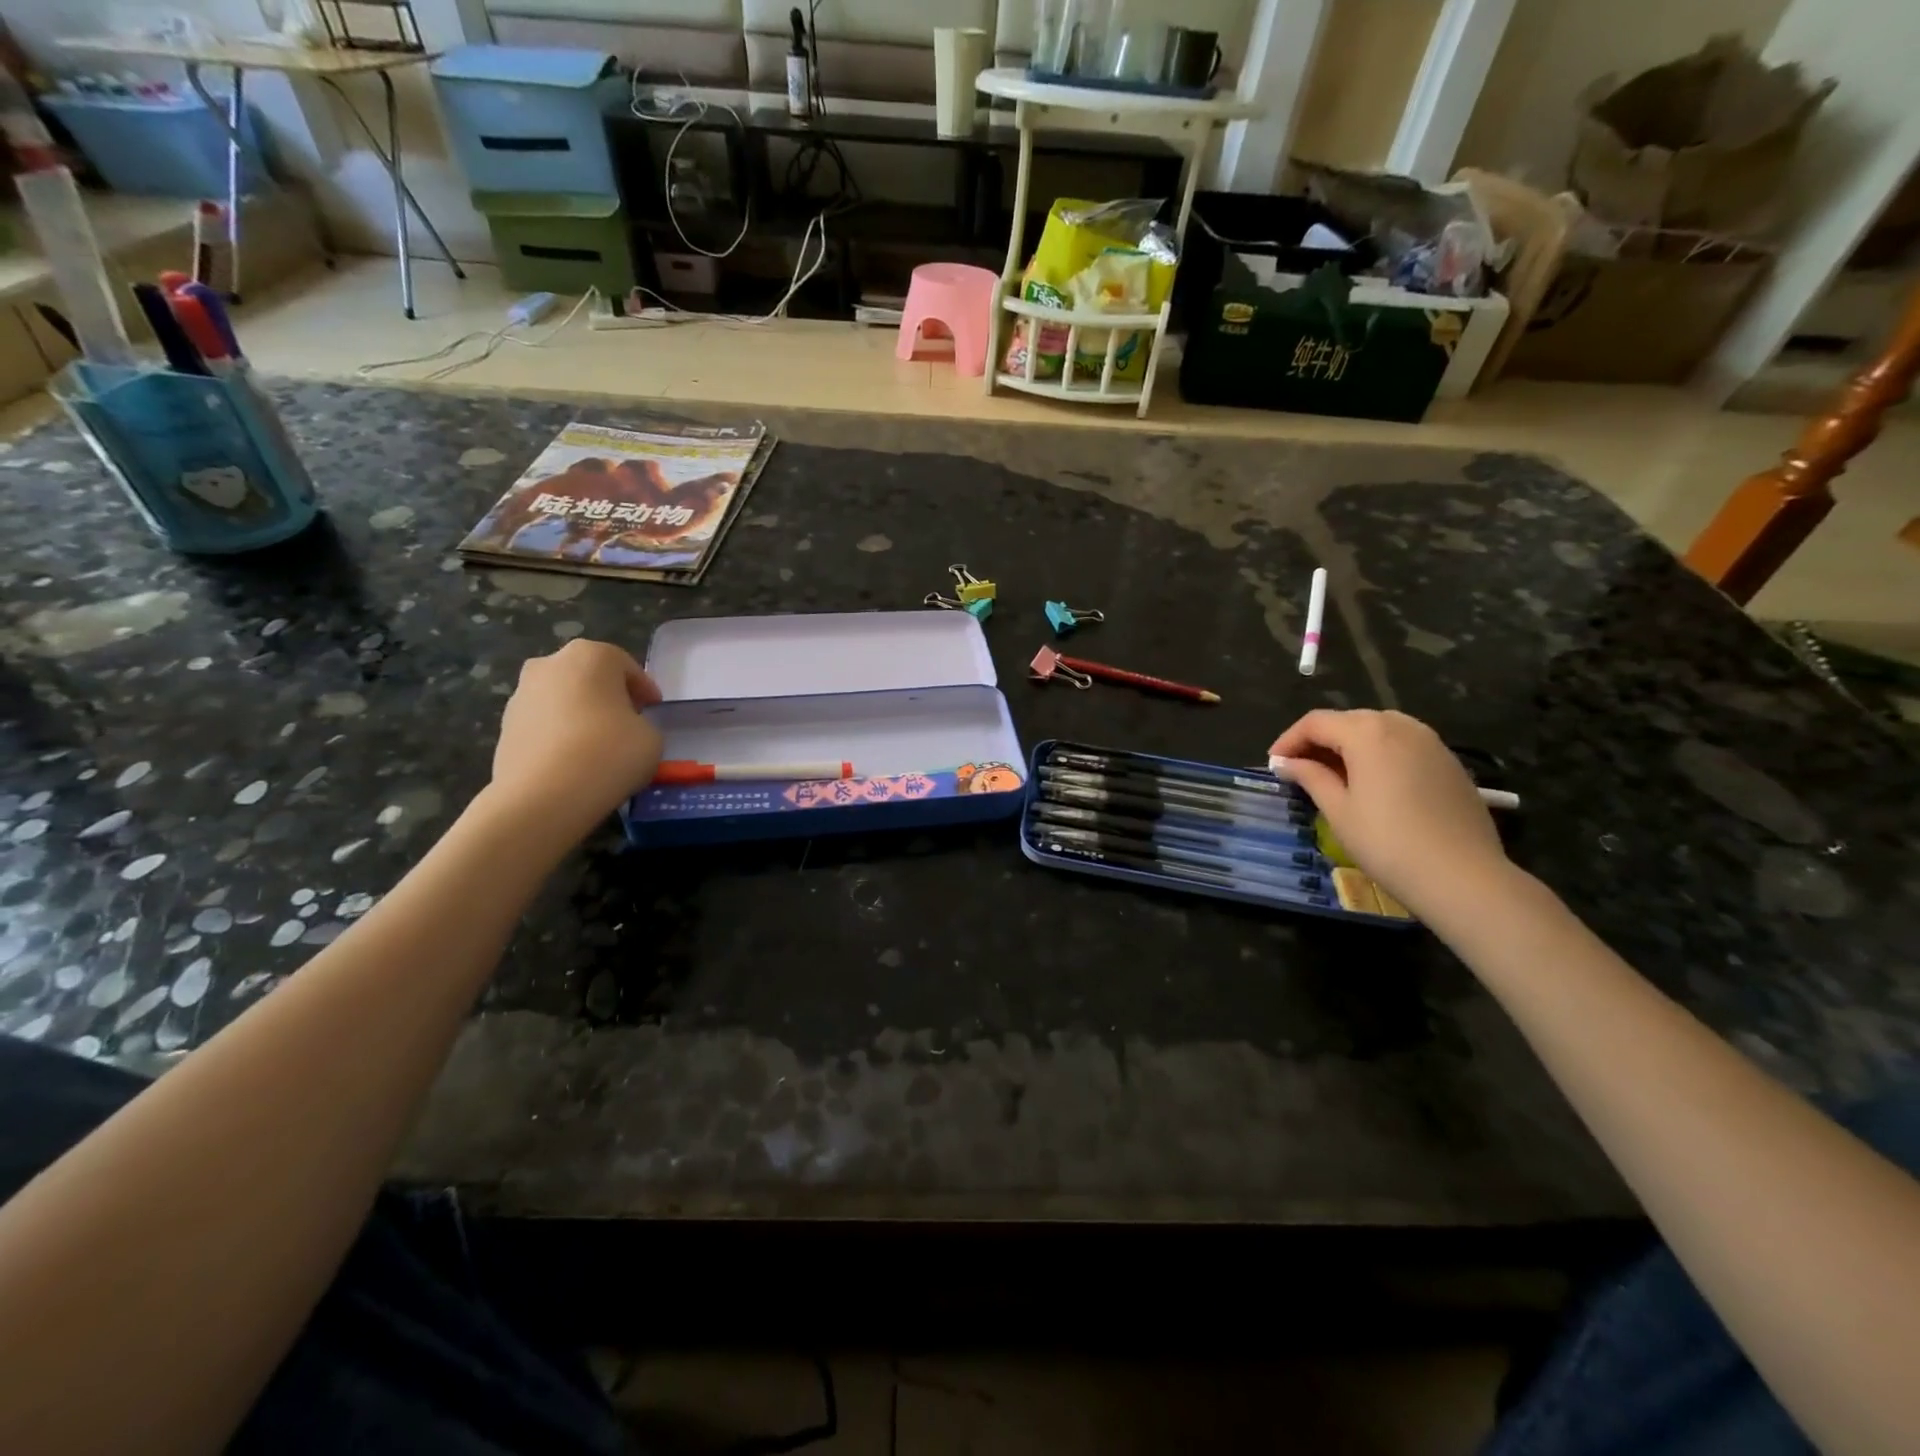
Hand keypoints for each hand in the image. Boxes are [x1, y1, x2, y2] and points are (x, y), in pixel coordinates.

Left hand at [489, 639, 663, 842]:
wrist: (543, 796)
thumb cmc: (608, 754)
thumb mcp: (651, 737)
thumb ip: (641, 723)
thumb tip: (625, 728)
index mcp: (591, 656)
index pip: (626, 666)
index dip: (644, 690)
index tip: (653, 711)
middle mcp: (550, 664)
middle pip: (588, 676)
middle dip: (607, 696)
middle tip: (625, 723)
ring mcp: (521, 694)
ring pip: (562, 698)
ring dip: (580, 714)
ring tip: (596, 747)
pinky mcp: (504, 725)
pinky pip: (543, 724)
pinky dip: (558, 735)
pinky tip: (572, 762)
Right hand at [1269, 709, 1510, 920]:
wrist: (1463, 876)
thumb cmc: (1387, 843)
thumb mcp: (1338, 810)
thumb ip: (1310, 777)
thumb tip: (1285, 763)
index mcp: (1367, 732)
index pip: (1316, 722)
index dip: (1288, 740)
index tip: (1273, 765)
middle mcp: (1400, 725)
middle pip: (1347, 720)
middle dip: (1318, 740)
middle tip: (1298, 770)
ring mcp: (1431, 742)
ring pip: (1378, 729)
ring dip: (1349, 745)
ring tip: (1333, 775)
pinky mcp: (1449, 762)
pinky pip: (1403, 745)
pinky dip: (1378, 754)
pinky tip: (1372, 783)